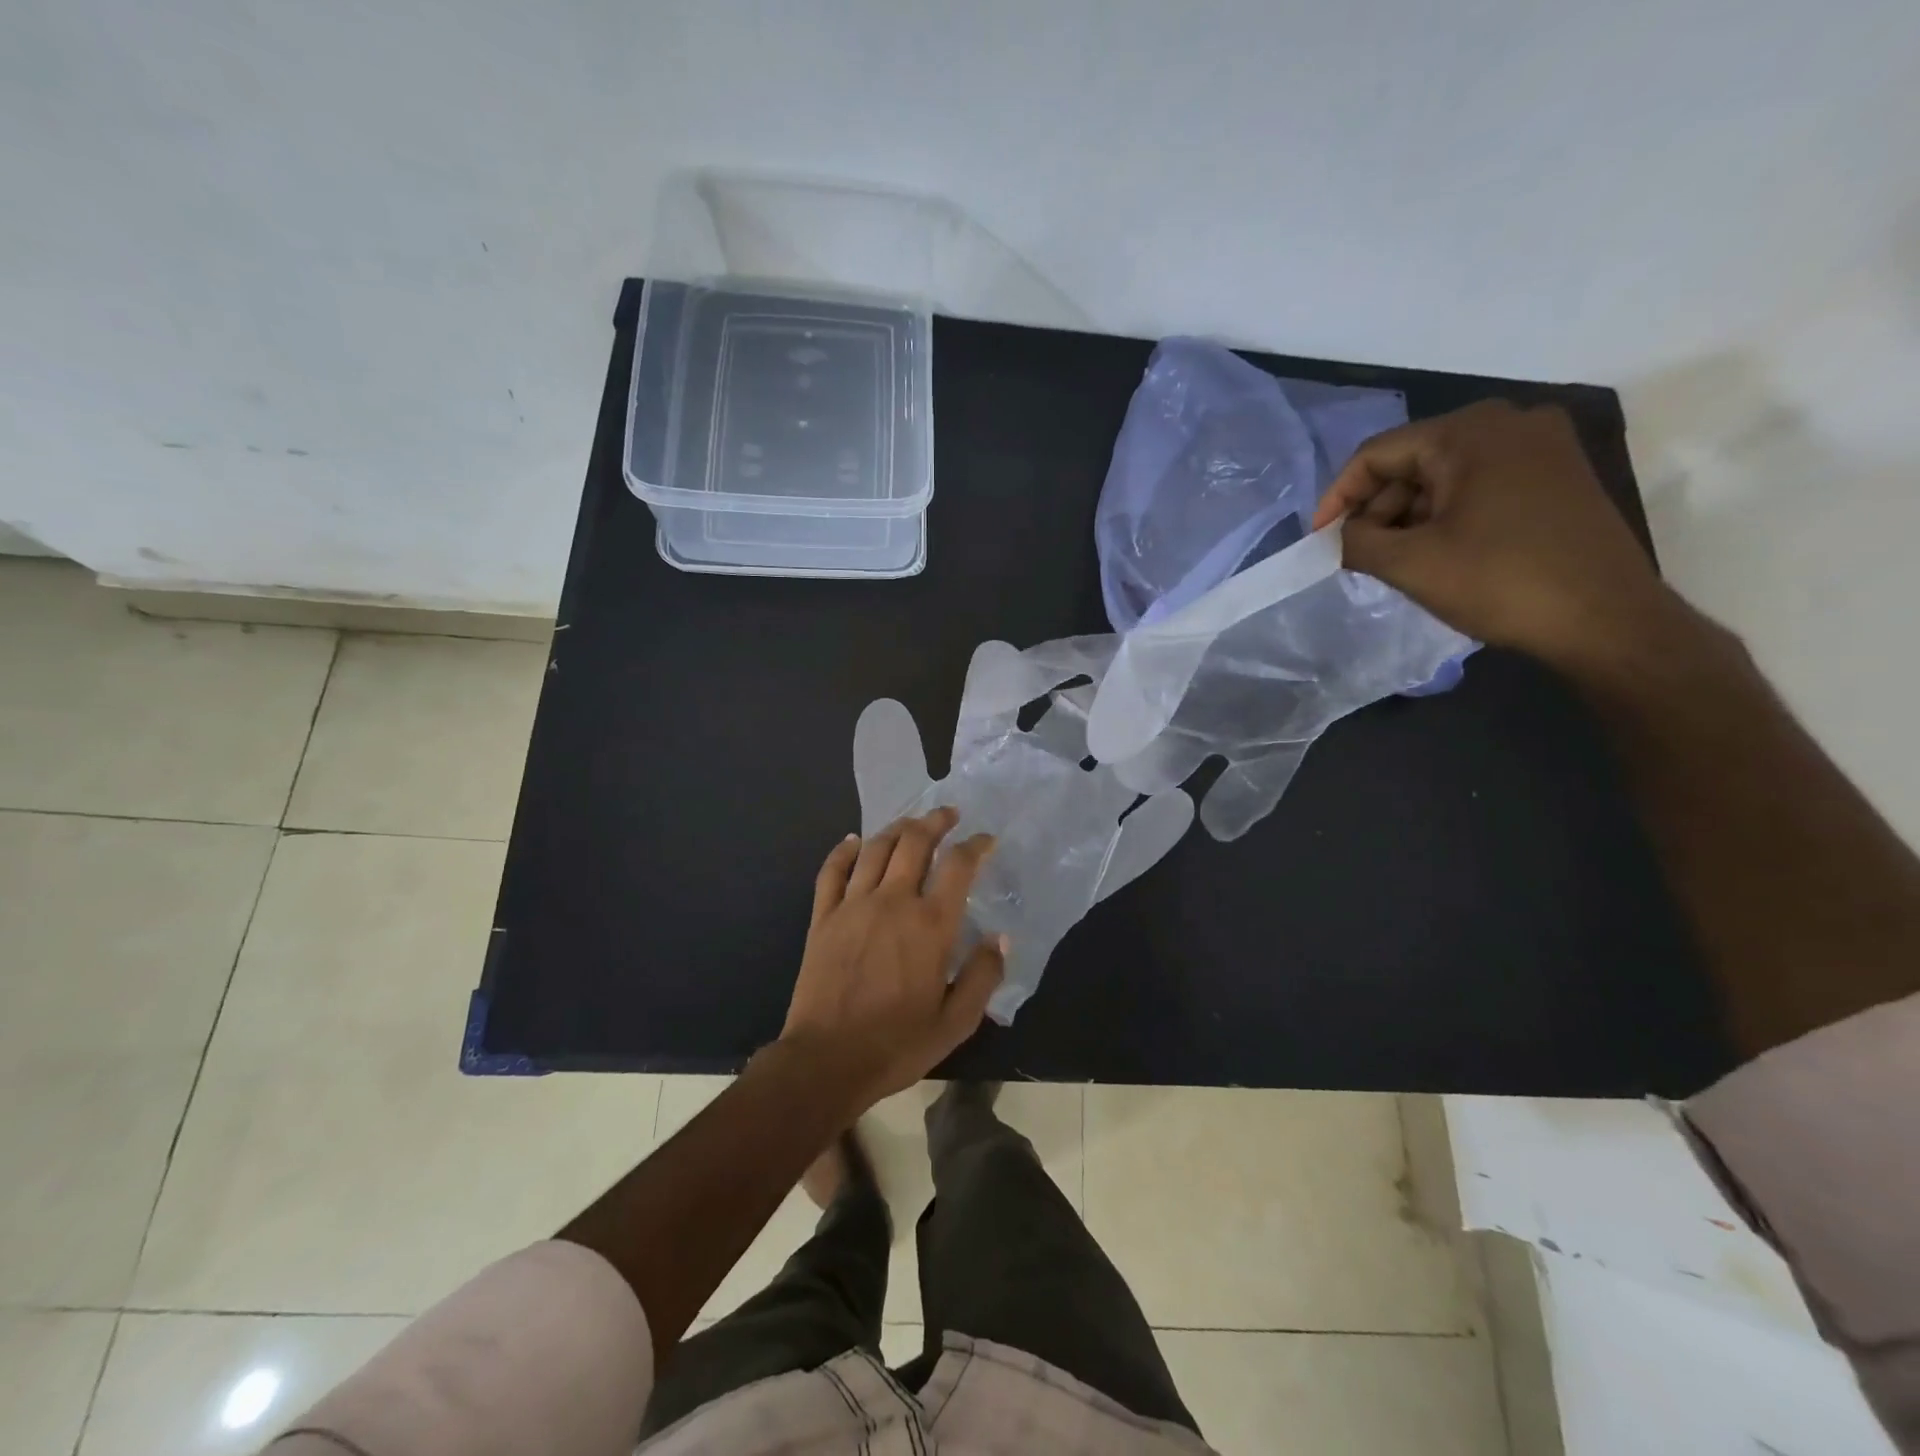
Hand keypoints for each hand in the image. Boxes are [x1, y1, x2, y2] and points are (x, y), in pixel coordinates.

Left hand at [779, 807, 1004, 1116]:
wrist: (826, 1060)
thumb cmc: (897, 1044)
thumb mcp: (956, 1022)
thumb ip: (983, 976)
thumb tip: (1000, 938)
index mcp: (930, 924)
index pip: (958, 866)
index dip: (975, 846)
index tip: (986, 840)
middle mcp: (893, 901)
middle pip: (914, 842)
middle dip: (935, 821)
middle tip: (949, 814)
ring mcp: (853, 905)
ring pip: (876, 848)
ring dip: (897, 828)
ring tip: (911, 823)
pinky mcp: (823, 917)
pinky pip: (832, 871)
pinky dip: (845, 850)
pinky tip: (854, 841)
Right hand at [1311, 400, 1679, 669]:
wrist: (1606, 620)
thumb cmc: (1500, 582)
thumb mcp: (1409, 564)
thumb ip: (1355, 542)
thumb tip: (1335, 536)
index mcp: (1471, 432)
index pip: (1377, 454)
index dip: (1338, 498)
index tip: (1320, 540)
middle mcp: (1511, 423)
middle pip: (1413, 461)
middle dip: (1377, 509)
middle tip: (1357, 555)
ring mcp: (1542, 448)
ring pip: (1445, 476)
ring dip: (1409, 517)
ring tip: (1392, 562)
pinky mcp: (1559, 477)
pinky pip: (1479, 485)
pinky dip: (1446, 516)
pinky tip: (1435, 554)